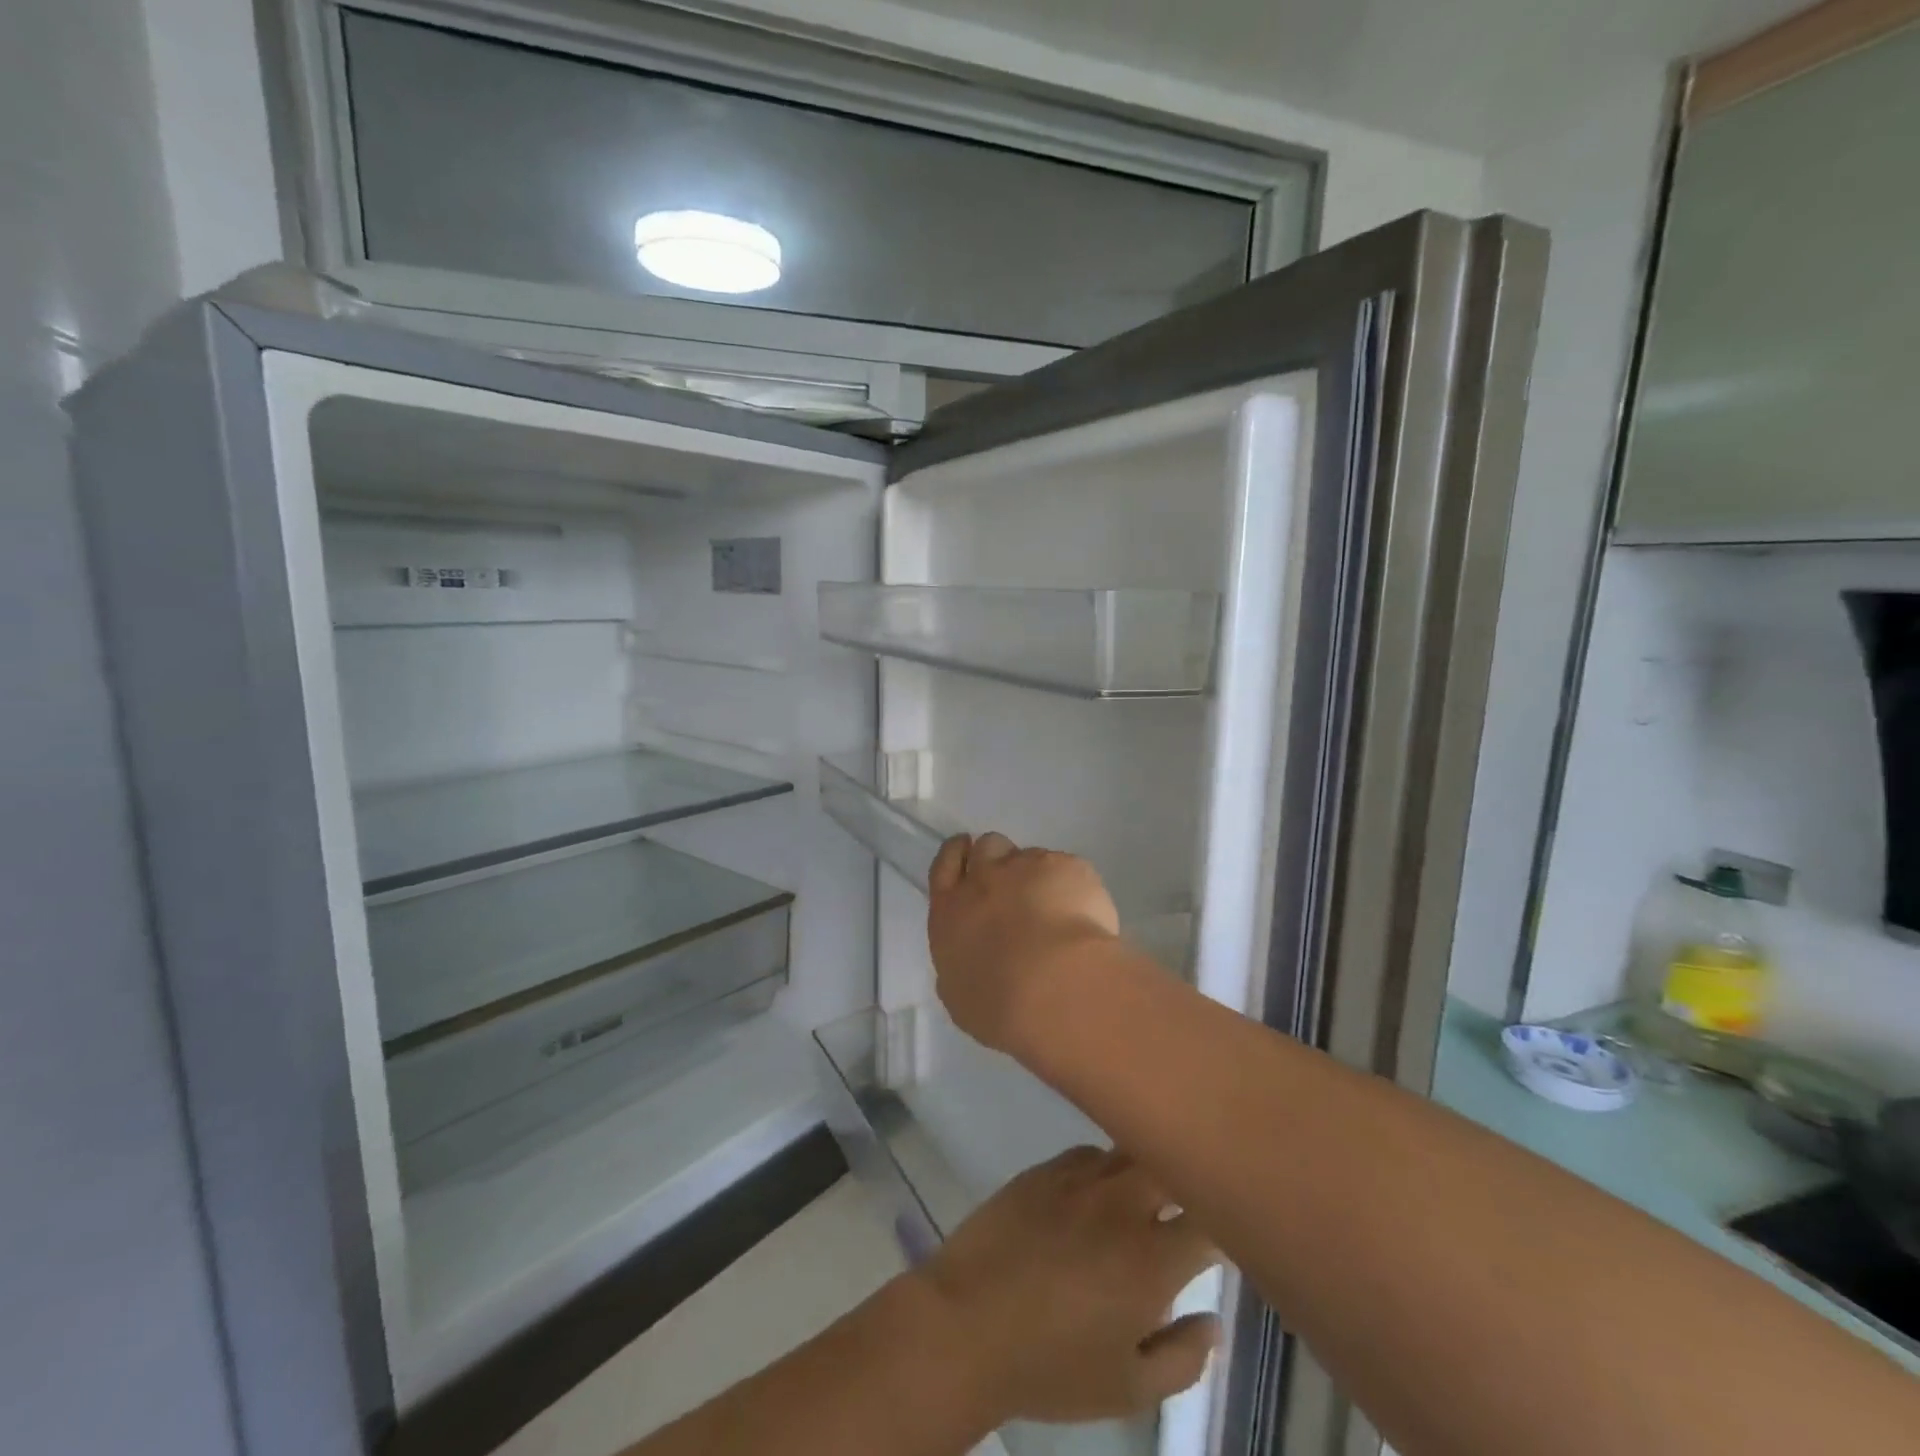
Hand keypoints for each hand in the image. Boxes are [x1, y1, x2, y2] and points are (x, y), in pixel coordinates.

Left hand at [914, 1146, 1219, 1425]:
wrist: (966, 1324)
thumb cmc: (1051, 1366)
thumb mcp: (1128, 1387)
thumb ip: (1182, 1355)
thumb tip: (1213, 1321)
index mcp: (1152, 1259)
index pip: (1209, 1219)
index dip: (1226, 1222)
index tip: (1227, 1232)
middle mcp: (1122, 1204)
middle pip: (1172, 1166)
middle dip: (1188, 1179)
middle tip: (1189, 1204)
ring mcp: (1079, 1178)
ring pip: (1130, 1153)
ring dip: (1147, 1170)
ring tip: (1145, 1195)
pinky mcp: (1044, 1168)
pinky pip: (1090, 1154)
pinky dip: (1105, 1168)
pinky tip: (1097, 1193)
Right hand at [927, 832, 1120, 1054]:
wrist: (1055, 988)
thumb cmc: (998, 1005)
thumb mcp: (959, 994)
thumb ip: (960, 962)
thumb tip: (969, 955)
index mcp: (950, 910)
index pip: (945, 866)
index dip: (956, 856)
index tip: (966, 855)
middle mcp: (985, 878)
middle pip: (987, 847)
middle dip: (999, 859)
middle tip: (1016, 886)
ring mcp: (1028, 866)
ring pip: (1030, 855)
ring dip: (1037, 875)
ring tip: (1056, 908)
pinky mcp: (1068, 867)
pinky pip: (1068, 869)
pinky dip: (1073, 887)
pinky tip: (1084, 918)